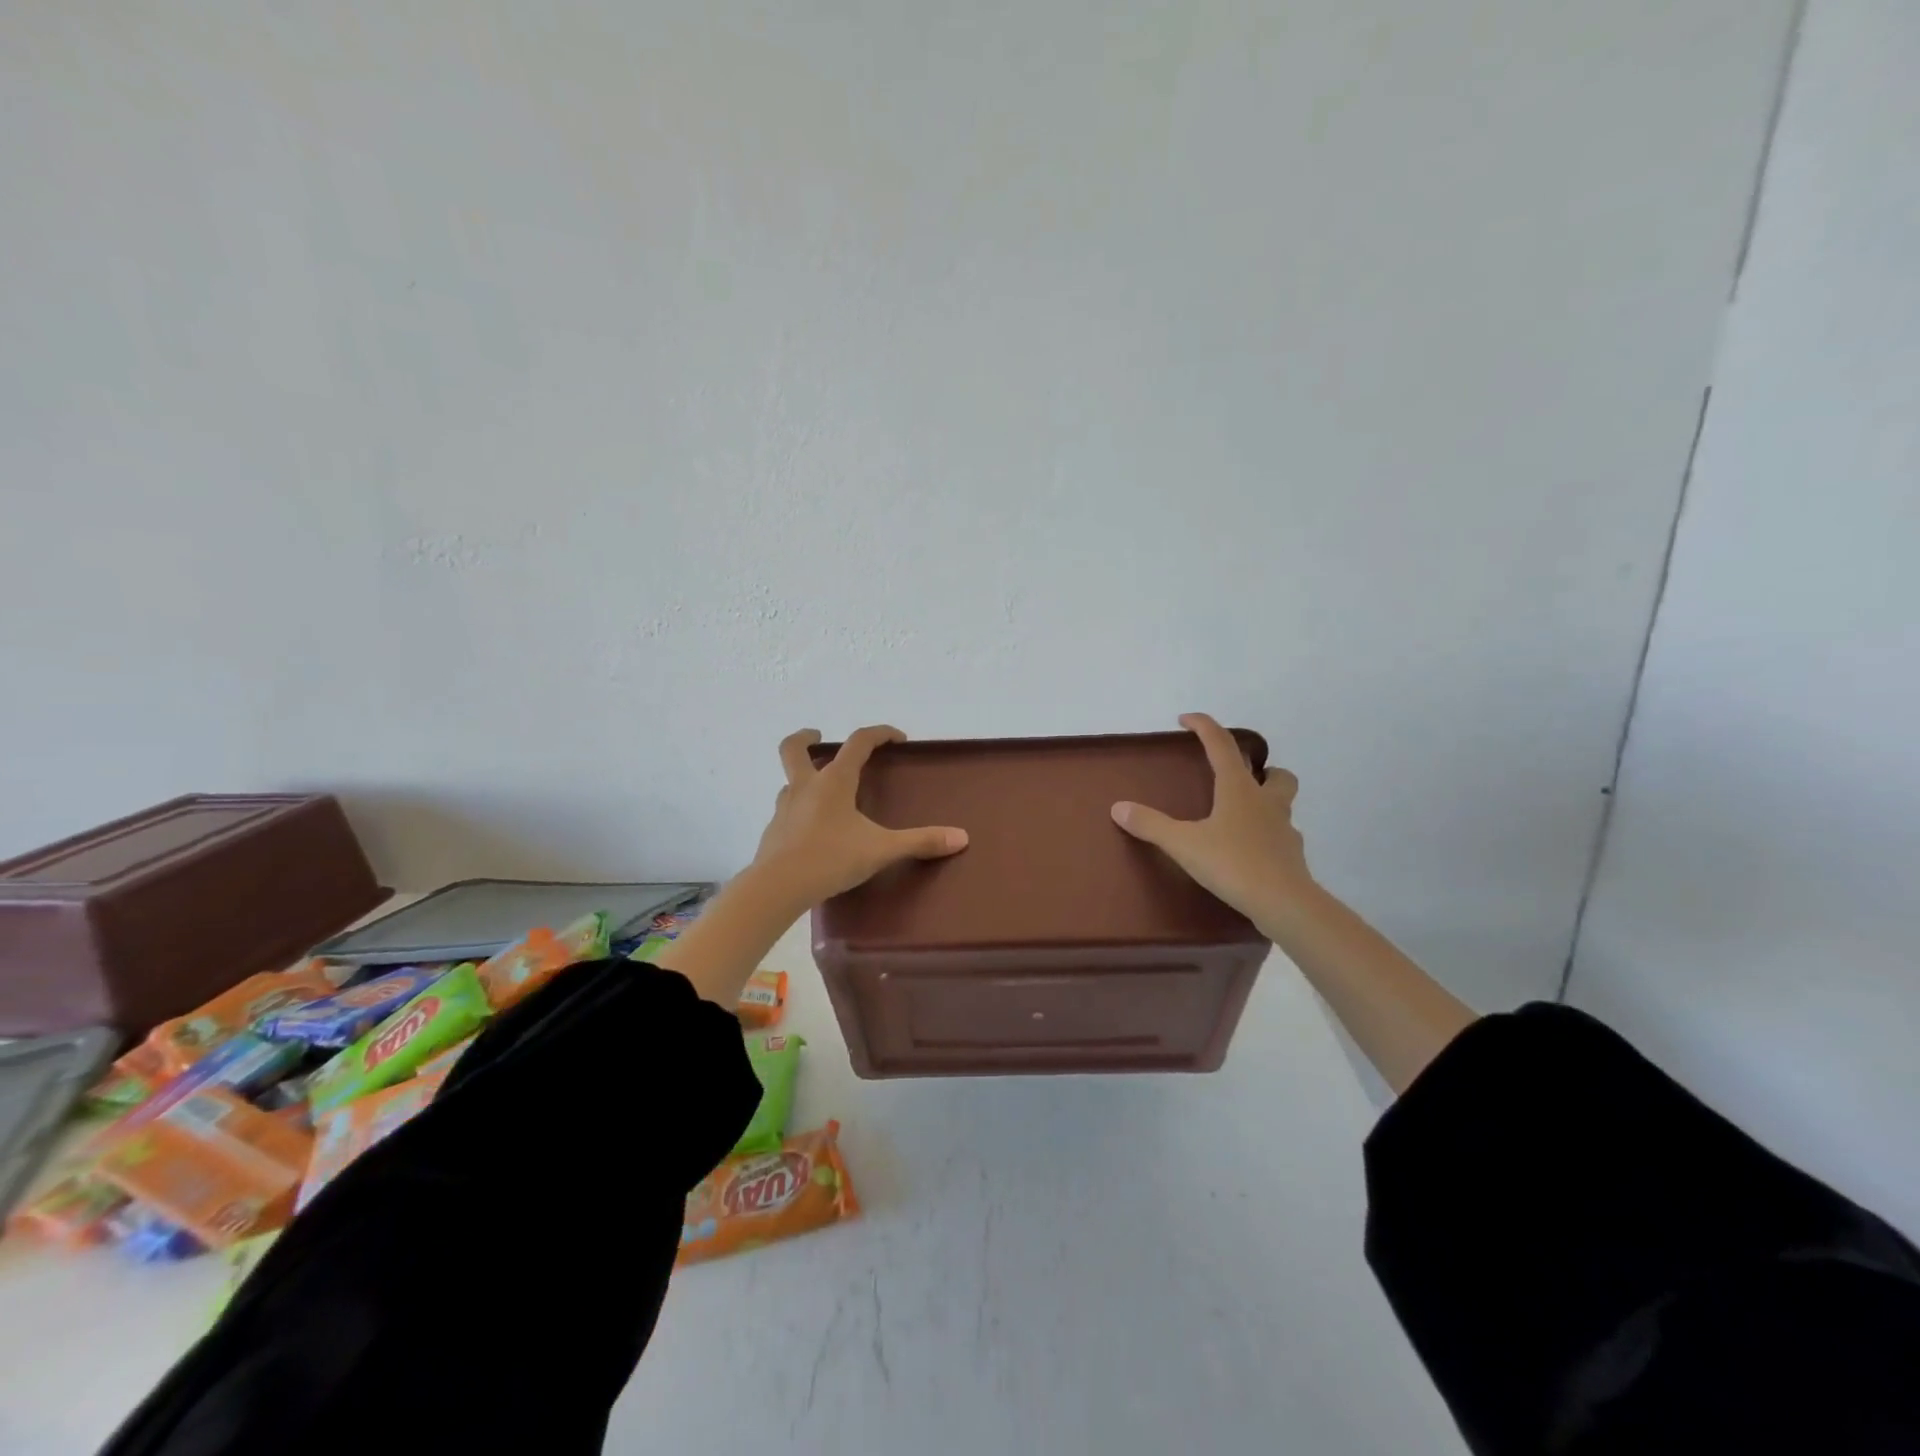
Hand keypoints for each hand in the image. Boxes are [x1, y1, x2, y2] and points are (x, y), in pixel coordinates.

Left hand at [749, 725, 968, 907]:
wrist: (777, 887)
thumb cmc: (831, 858)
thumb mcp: (881, 850)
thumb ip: (920, 842)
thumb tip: (961, 837)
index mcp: (833, 782)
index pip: (858, 743)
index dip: (879, 734)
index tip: (897, 738)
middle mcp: (805, 787)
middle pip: (794, 748)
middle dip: (806, 738)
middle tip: (818, 737)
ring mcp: (784, 809)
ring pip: (789, 781)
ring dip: (803, 777)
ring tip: (822, 792)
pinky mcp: (773, 832)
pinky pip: (787, 811)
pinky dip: (799, 811)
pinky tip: (812, 831)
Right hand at [1111, 713, 1312, 931]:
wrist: (1284, 903)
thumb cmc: (1233, 864)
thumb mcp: (1184, 844)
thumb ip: (1151, 825)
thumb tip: (1119, 807)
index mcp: (1239, 790)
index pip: (1222, 746)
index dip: (1204, 727)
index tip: (1186, 719)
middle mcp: (1266, 803)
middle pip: (1276, 774)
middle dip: (1261, 769)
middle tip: (1238, 778)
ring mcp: (1284, 830)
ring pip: (1283, 804)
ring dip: (1268, 801)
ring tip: (1243, 815)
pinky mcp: (1291, 857)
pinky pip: (1282, 837)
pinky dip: (1268, 836)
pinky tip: (1251, 851)